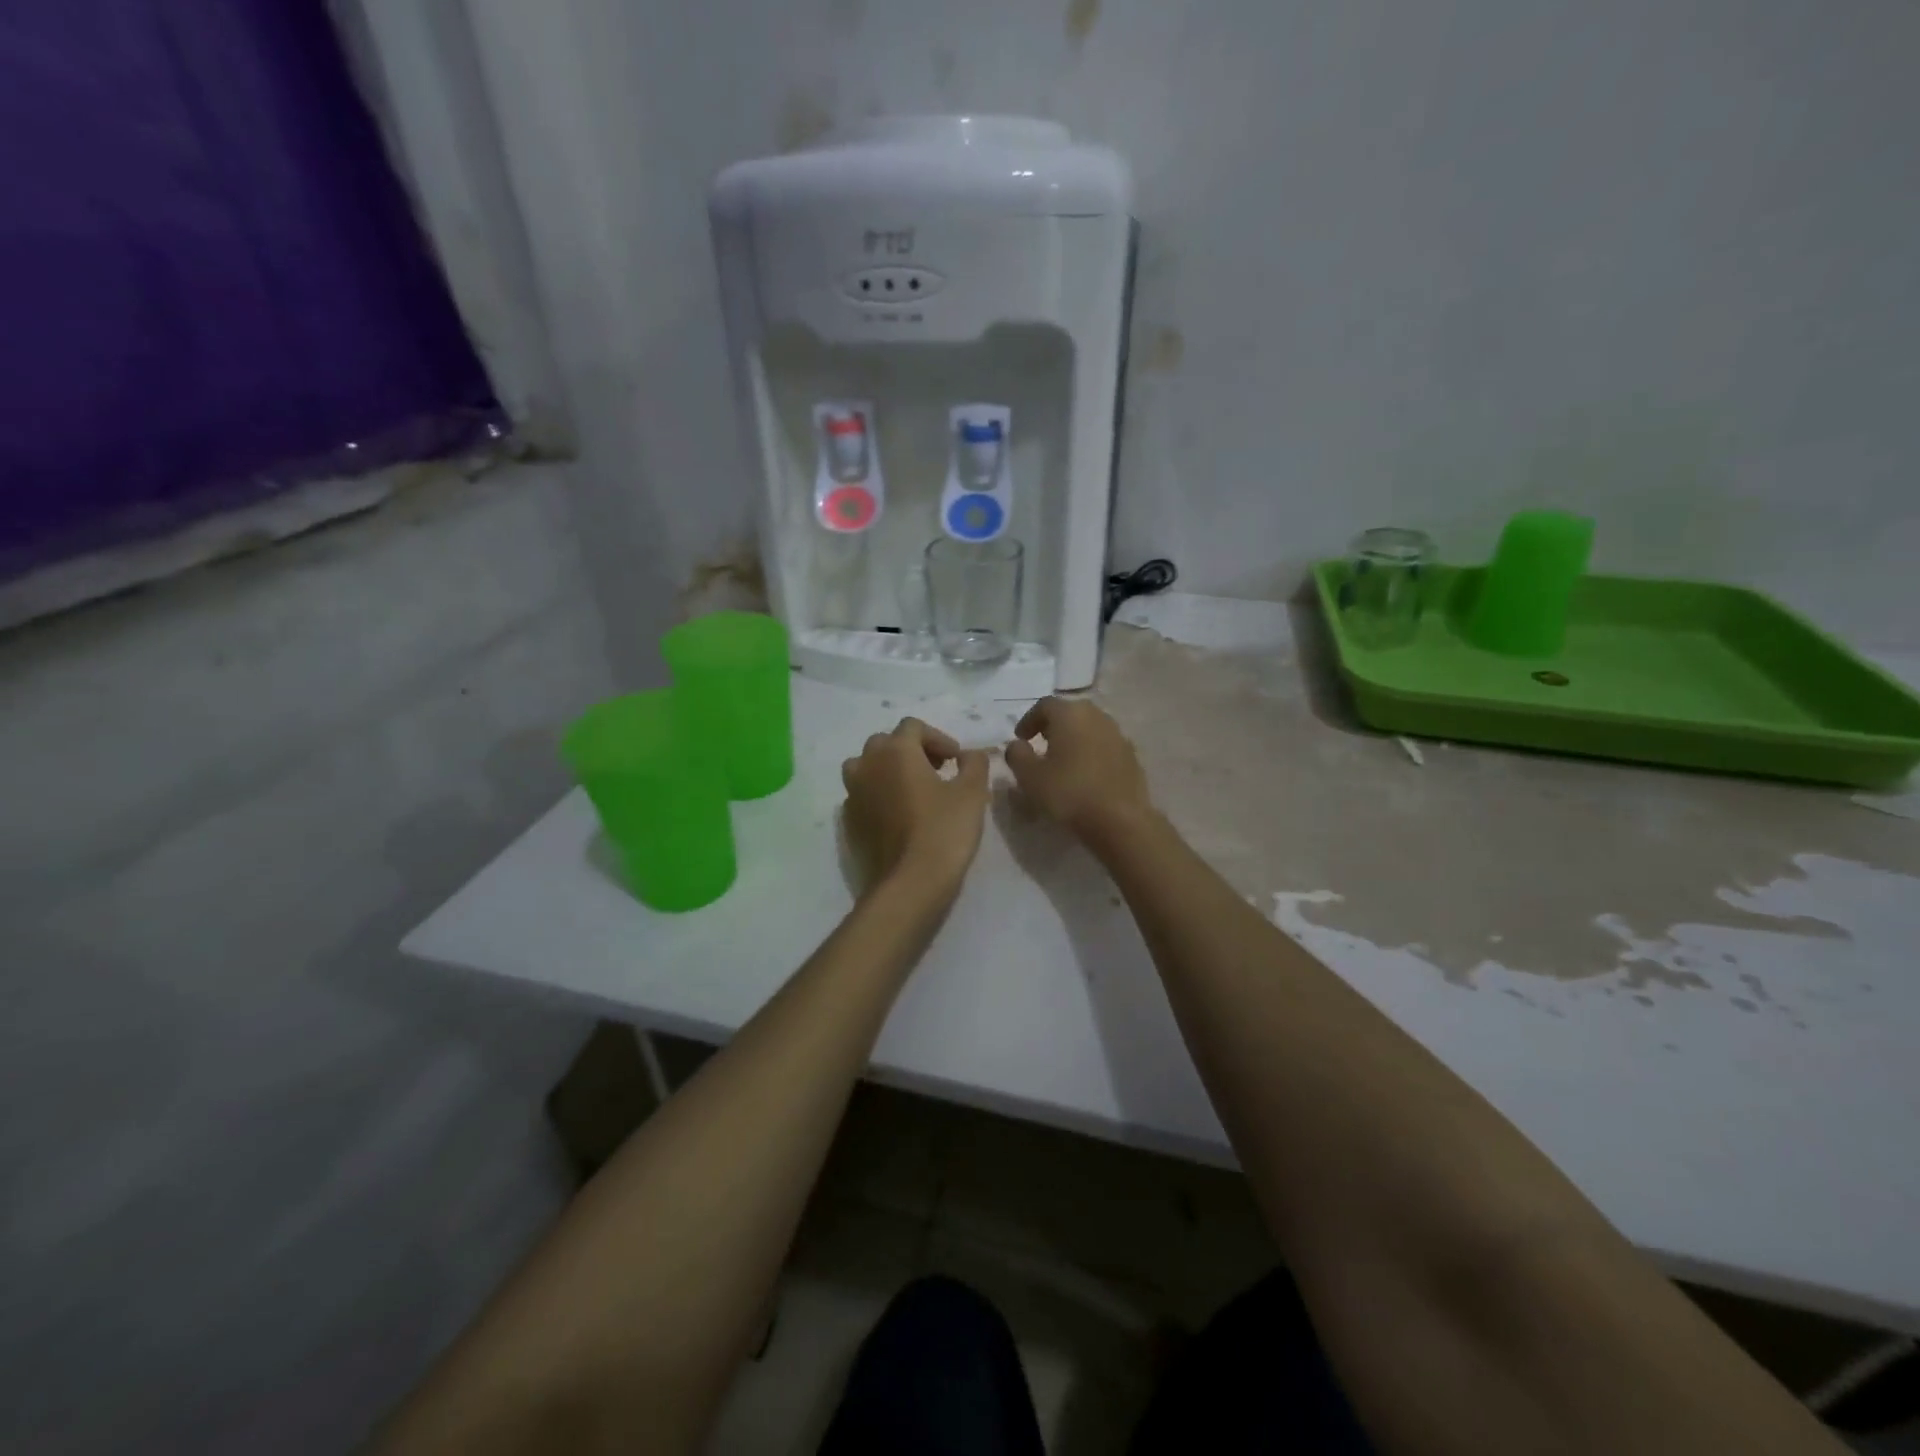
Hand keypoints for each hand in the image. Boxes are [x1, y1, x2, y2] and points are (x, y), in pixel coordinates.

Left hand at [842, 718, 990, 899]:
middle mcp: (867, 764)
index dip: (938, 738)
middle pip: (886, 742)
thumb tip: (968, 755)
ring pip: (867, 766)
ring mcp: (853, 793)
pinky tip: (898, 815)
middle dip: (912, 750)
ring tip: (913, 789)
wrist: (909, 882)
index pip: (913, 726)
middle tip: (937, 770)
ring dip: (888, 769)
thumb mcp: (972, 792)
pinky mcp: (849, 820)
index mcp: (895, 751)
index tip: (956, 760)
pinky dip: (878, 794)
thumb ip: (974, 764)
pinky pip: (862, 794)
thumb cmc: (944, 830)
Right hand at [1004, 697, 1154, 845]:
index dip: (1029, 720)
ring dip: (1073, 738)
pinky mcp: (1131, 755)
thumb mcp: (1030, 776)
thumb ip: (1017, 755)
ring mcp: (1118, 735)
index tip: (1020, 738)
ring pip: (1089, 728)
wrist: (1120, 820)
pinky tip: (1085, 774)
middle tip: (1040, 744)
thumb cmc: (1069, 793)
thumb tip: (1017, 745)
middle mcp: (1097, 716)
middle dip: (1052, 726)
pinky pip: (1104, 746)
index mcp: (1070, 714)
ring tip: (1062, 760)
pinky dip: (1091, 752)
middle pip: (1070, 713)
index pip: (1044, 705)